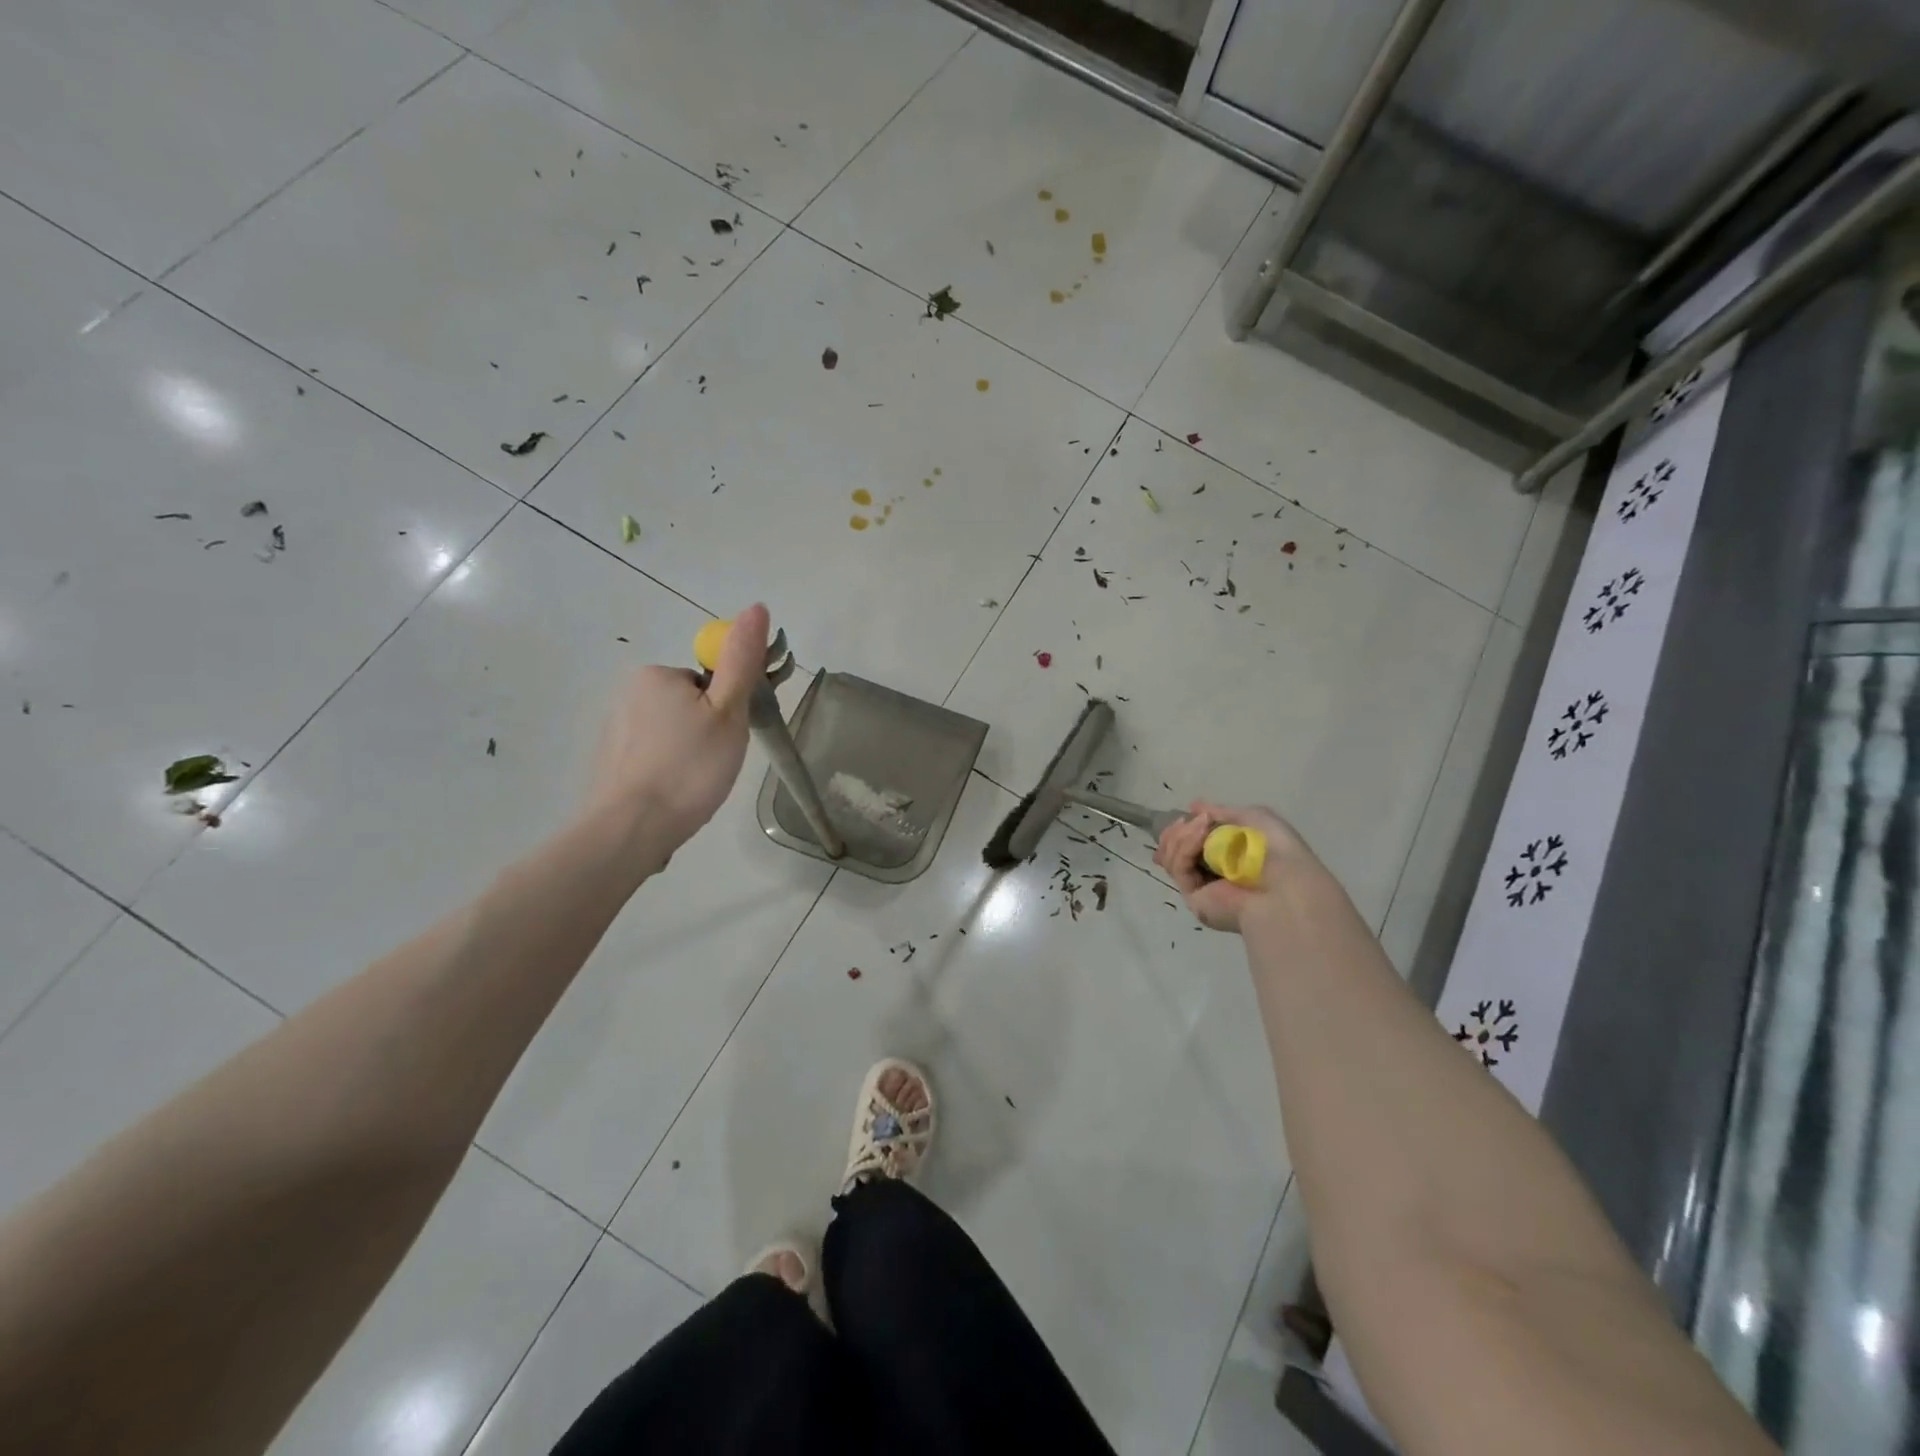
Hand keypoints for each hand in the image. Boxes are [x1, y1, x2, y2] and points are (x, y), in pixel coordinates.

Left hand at [585, 603, 769, 859]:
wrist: (632, 828)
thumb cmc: (689, 767)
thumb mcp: (728, 711)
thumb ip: (741, 660)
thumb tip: (756, 607)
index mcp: (657, 675)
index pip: (707, 681)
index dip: (726, 709)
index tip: (727, 739)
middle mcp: (629, 693)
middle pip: (689, 704)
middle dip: (707, 729)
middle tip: (715, 763)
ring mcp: (614, 728)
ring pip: (671, 731)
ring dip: (687, 751)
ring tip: (694, 783)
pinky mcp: (609, 760)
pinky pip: (651, 754)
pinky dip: (666, 768)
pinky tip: (672, 792)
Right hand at [1153, 800, 1307, 932]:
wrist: (1286, 885)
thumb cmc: (1278, 851)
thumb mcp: (1254, 818)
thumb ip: (1223, 812)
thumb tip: (1193, 806)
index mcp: (1226, 858)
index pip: (1189, 843)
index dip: (1182, 829)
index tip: (1187, 816)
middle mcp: (1210, 874)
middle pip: (1172, 850)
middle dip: (1175, 832)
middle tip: (1185, 821)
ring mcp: (1200, 887)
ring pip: (1170, 857)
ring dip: (1181, 835)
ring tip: (1201, 825)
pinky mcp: (1193, 898)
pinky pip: (1179, 867)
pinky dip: (1185, 846)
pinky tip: (1200, 834)